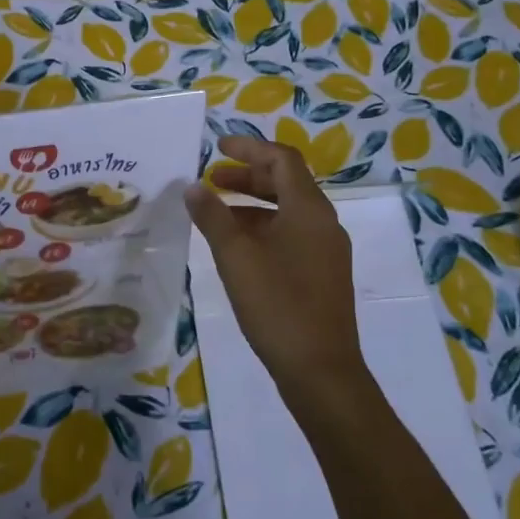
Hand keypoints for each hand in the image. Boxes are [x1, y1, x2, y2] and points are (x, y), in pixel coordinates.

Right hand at [185, 136, 367, 406]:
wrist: (320, 370)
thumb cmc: (277, 305)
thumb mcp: (236, 257)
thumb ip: (213, 217)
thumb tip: (193, 187)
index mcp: (309, 209)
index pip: (282, 159)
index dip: (249, 148)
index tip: (217, 147)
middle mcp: (323, 223)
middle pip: (287, 183)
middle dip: (248, 177)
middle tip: (212, 181)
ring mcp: (326, 250)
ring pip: (288, 211)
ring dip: (253, 204)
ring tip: (216, 213)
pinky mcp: (322, 274)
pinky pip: (291, 235)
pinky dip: (263, 228)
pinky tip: (237, 247)